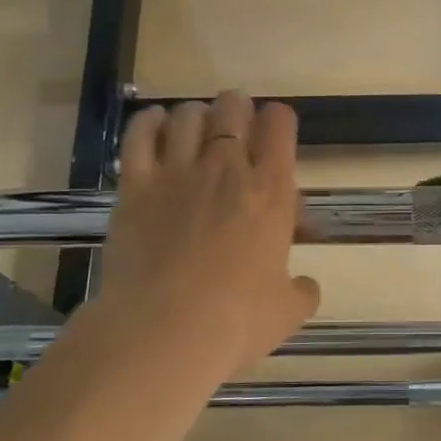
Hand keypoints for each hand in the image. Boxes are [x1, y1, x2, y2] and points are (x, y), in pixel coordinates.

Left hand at [88, 93, 319, 380]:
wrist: (164, 332)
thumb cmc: (236, 322)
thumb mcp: (287, 311)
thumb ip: (301, 291)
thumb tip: (305, 287)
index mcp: (271, 192)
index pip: (280, 126)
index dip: (279, 120)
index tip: (275, 131)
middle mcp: (226, 169)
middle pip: (233, 108)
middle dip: (237, 108)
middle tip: (236, 124)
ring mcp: (177, 173)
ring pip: (187, 115)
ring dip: (197, 115)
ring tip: (197, 127)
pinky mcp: (135, 186)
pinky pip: (140, 135)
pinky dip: (149, 121)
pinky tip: (155, 122)